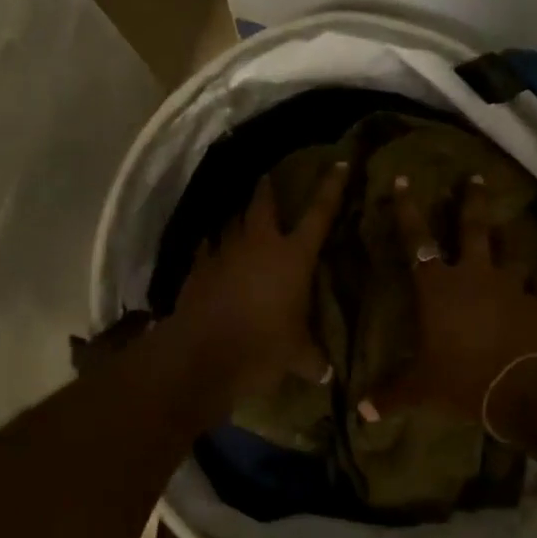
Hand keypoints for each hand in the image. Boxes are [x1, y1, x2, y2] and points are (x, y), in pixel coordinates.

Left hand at [163, 161, 349, 414]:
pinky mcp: (197, 267)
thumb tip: (326, 374)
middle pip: (263, 204)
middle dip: (267, 189)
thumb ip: (312, 359)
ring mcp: (224, 252)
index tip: (339, 163)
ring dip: (238, 218)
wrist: (203, 354)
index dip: (331, 188)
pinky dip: (212, 246)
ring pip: (232, 222)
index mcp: (293, 256)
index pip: (319, 214)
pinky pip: (207, 248)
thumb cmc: (262, 347)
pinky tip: (212, 249)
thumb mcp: (296, 356)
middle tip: (268, 178)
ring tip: (241, 217)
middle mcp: (259, 244)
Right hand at [375, 174, 536, 421]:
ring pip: (509, 254)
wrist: (527, 389)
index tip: (403, 181)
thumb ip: (391, 395)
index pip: (416, 240)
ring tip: (511, 237)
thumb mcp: (422, 389)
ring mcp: (510, 287)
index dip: (407, 210)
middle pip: (472, 228)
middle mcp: (473, 275)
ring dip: (508, 245)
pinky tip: (530, 301)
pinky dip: (528, 292)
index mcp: (438, 287)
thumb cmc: (463, 379)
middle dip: (471, 201)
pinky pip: (531, 291)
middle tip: (475, 177)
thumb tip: (361, 411)